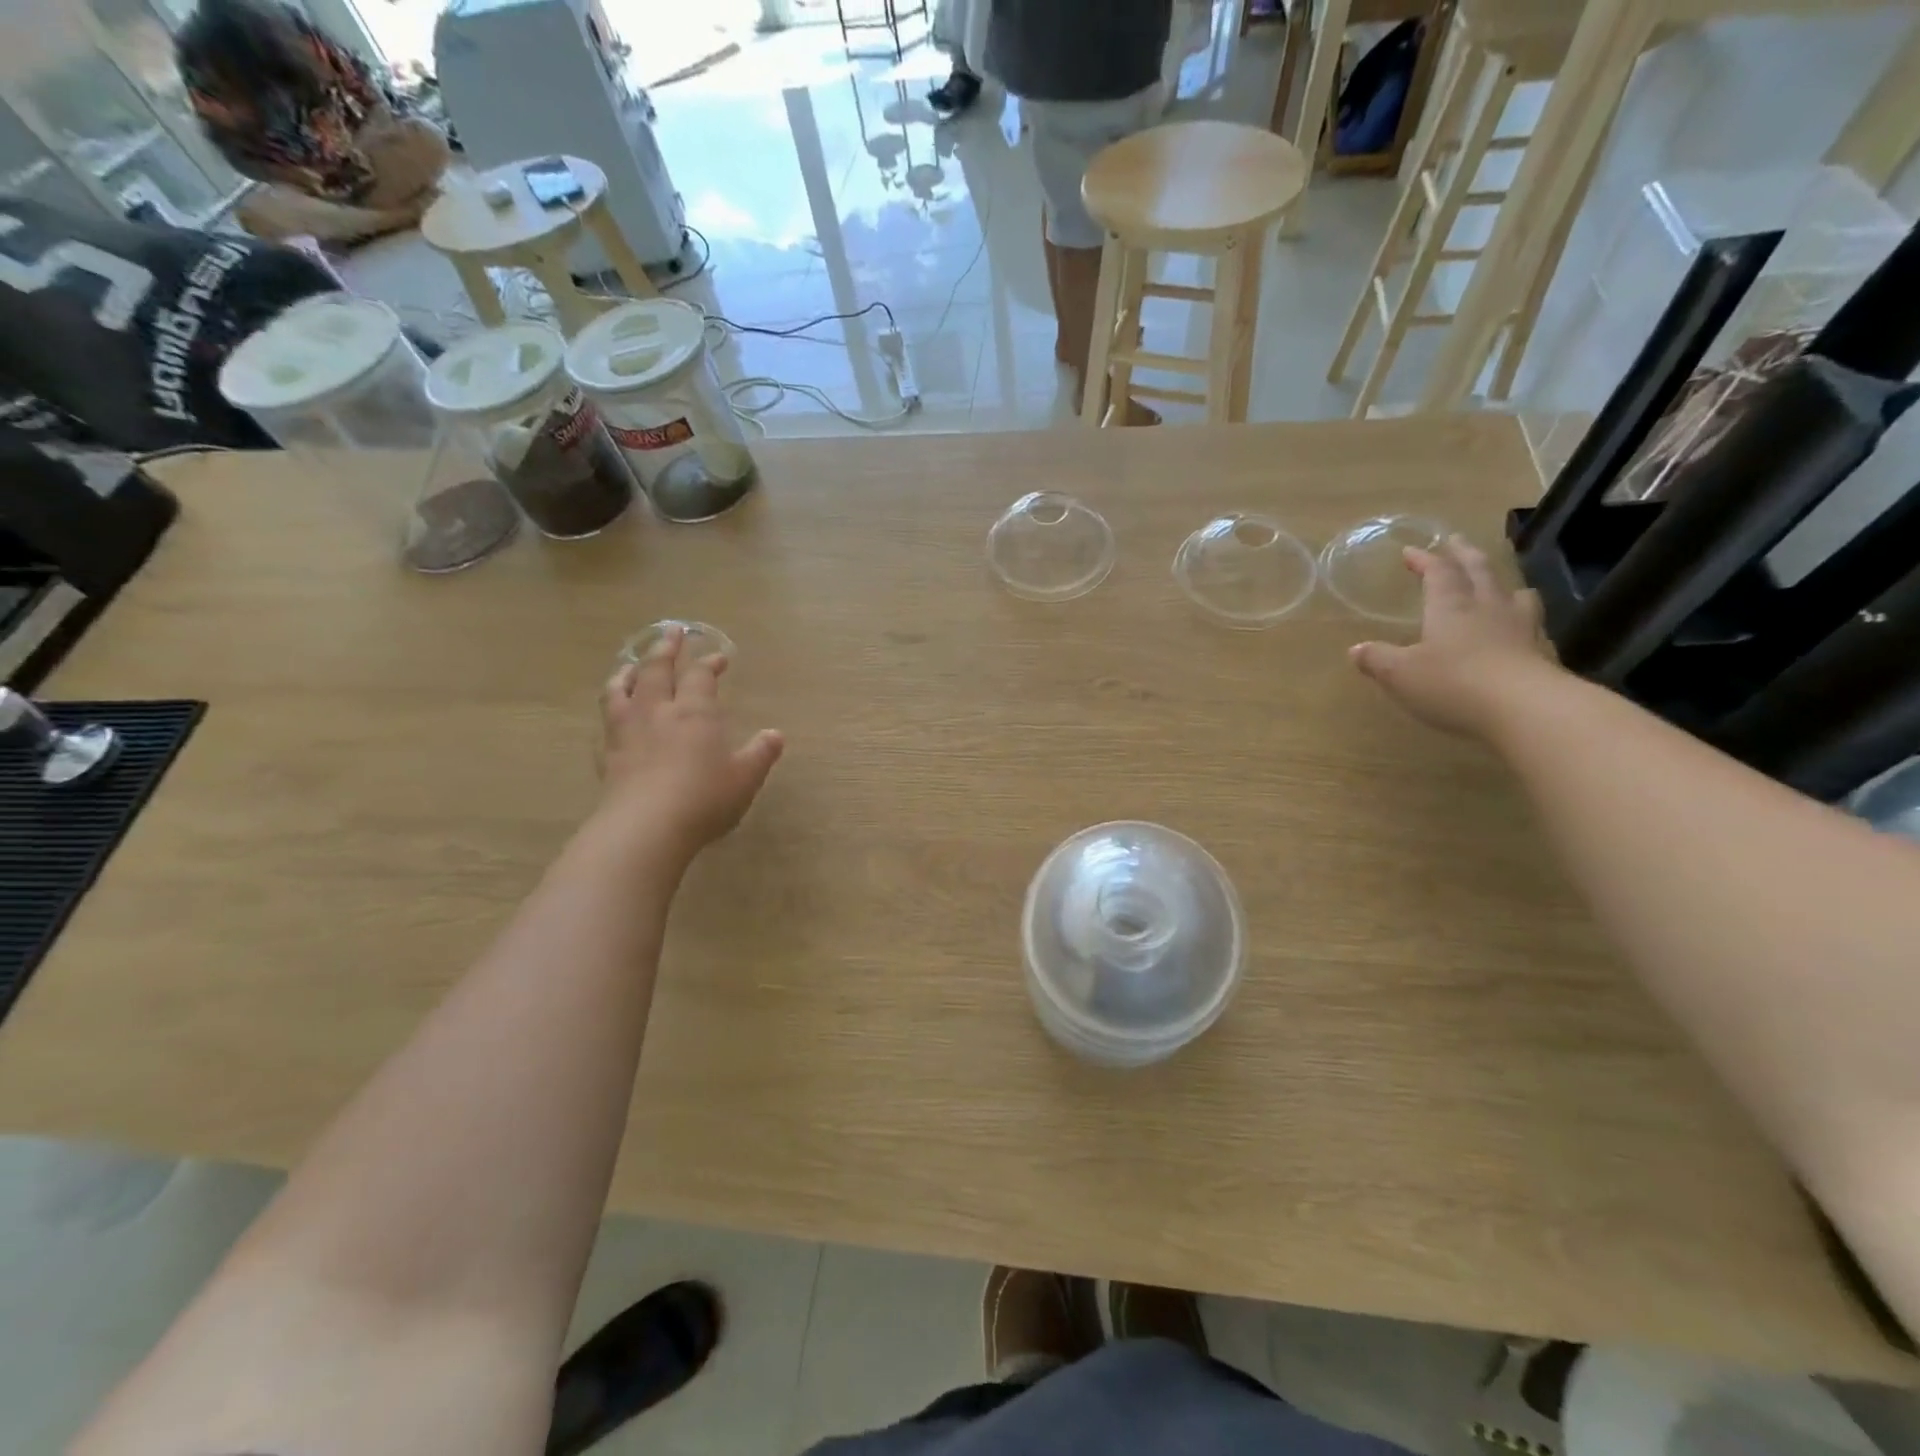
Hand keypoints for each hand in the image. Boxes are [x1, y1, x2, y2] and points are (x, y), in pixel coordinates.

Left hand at [596, 626, 784, 858]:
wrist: (646, 827)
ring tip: (631, 663)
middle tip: (671, 632)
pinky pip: (606, 719)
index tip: (720, 657)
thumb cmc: (704, 798)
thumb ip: (760, 753)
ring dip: (629, 670)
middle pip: (658, 669)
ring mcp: (628, 730)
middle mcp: (659, 711)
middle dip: (666, 649)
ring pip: (622, 688)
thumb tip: (775, 735)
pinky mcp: (608, 753)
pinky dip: (611, 706)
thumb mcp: (745, 778)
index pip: (701, 676)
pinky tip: (613, 712)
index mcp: (695, 712)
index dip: (710, 663)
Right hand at [1349, 536, 1555, 738]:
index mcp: (1450, 607)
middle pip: (1479, 571)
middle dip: (1463, 554)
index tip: (1410, 551)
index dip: (1424, 559)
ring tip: (1496, 582)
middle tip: (1456, 541)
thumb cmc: (1452, 683)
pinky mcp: (1541, 652)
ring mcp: (1520, 628)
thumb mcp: (1400, 674)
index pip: (1438, 573)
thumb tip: (1356, 650)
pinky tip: (1519, 629)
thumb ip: (1377, 659)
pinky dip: (1522, 618)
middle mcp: (1487, 608)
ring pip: (1513, 593)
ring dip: (1501, 583)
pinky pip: (1531, 624)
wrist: (1525, 709)